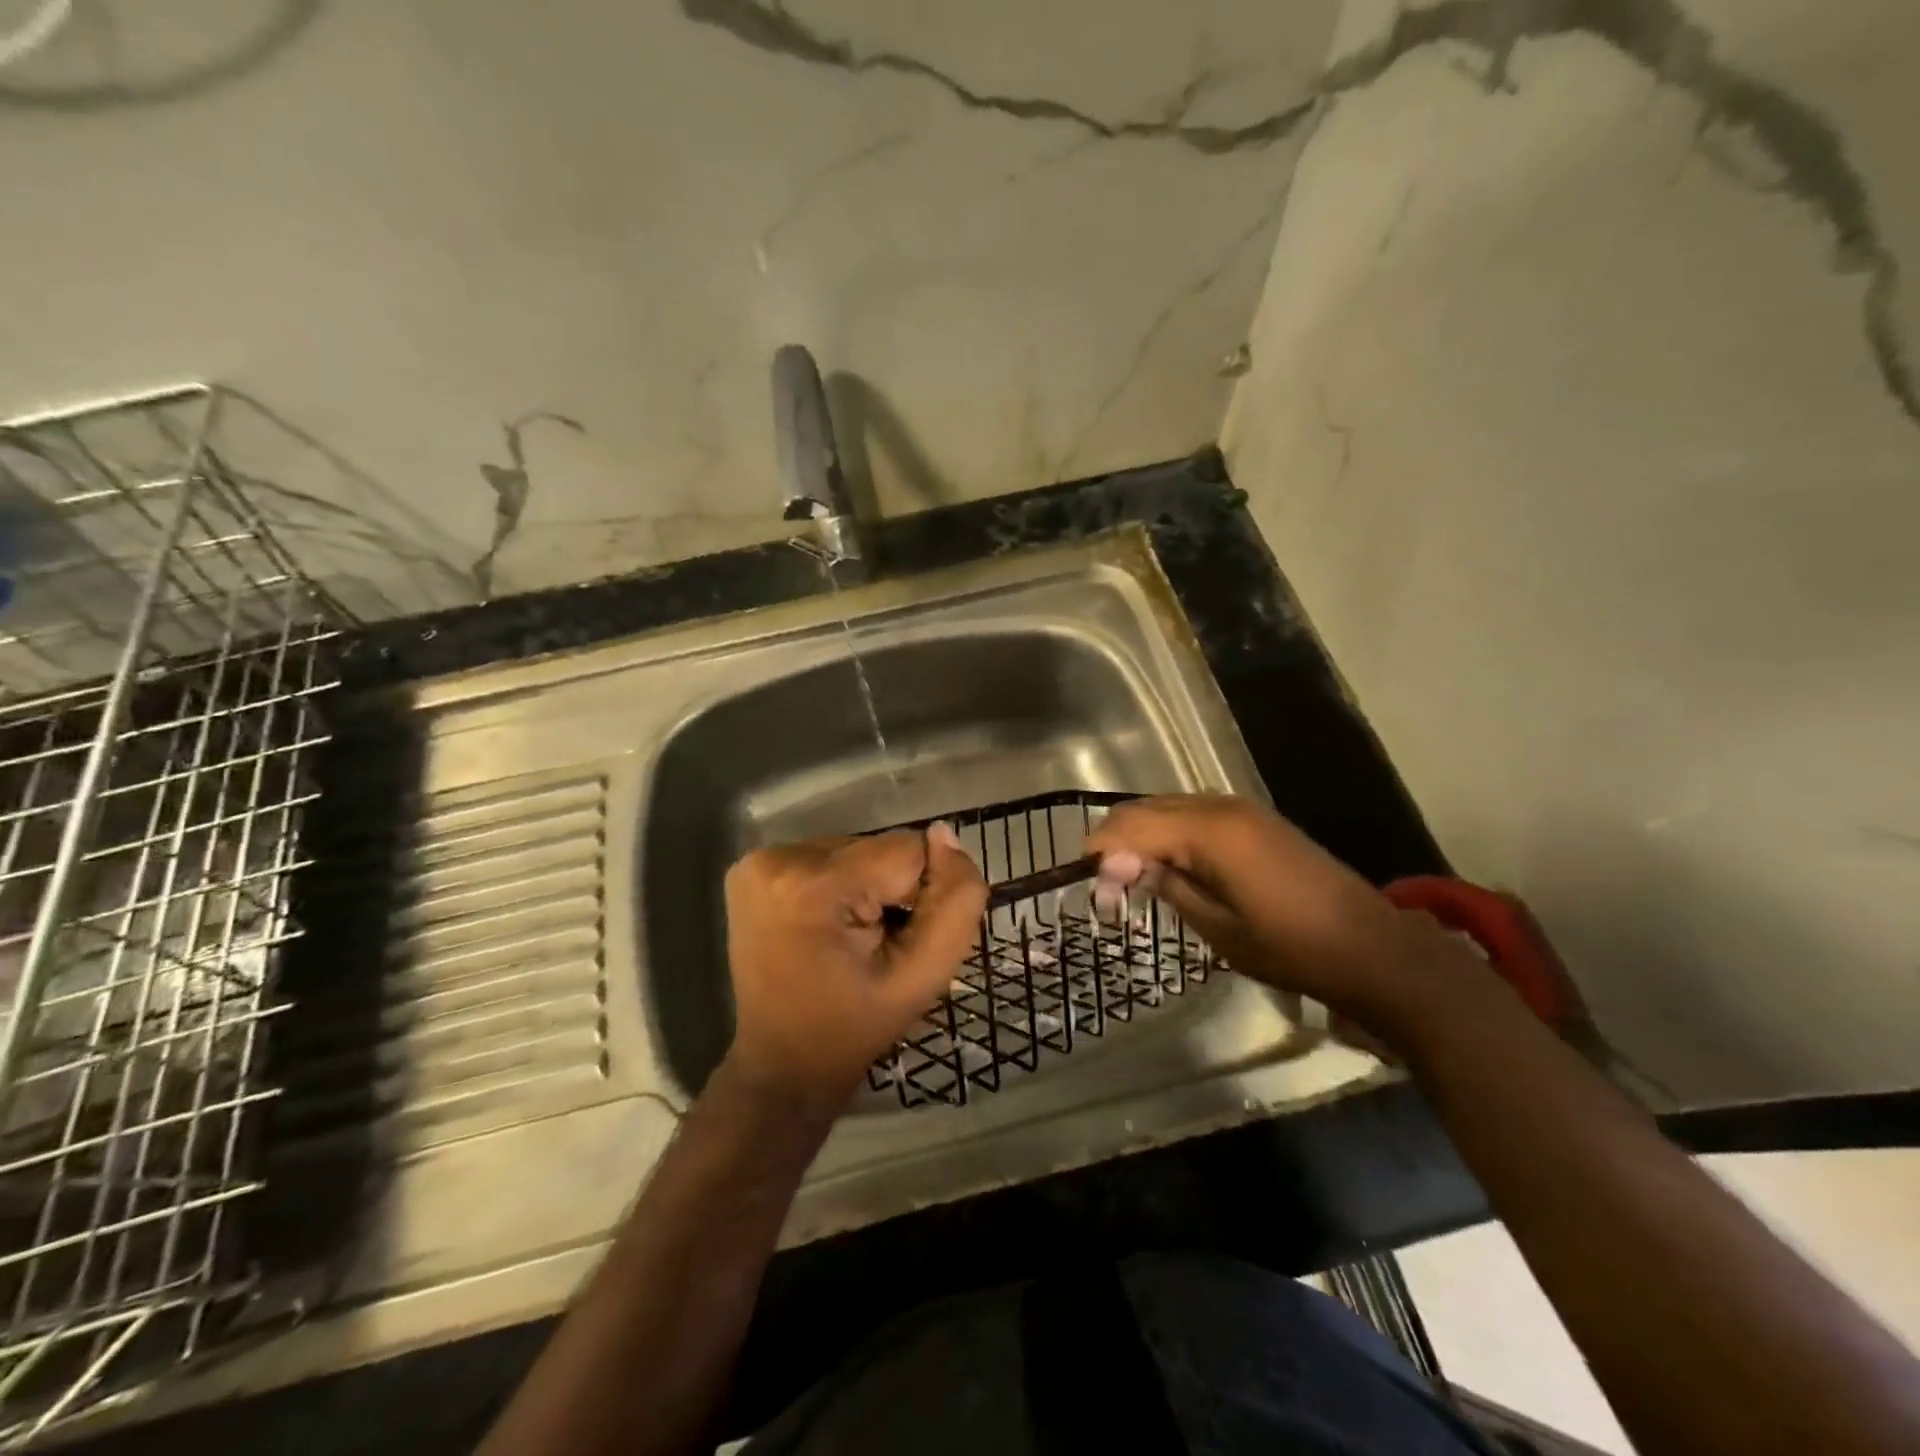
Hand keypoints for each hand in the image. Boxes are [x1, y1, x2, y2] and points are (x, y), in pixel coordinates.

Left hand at [723, 824, 987, 1110]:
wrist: (783, 1063)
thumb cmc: (854, 1027)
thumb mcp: (924, 976)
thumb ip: (955, 902)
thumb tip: (945, 833)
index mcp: (812, 887)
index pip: (907, 851)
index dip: (919, 896)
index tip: (897, 941)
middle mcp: (777, 859)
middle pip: (877, 847)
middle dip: (889, 890)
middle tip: (874, 944)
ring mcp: (758, 861)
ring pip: (854, 850)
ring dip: (865, 887)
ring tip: (850, 938)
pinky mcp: (751, 867)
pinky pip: (826, 858)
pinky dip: (839, 886)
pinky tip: (827, 924)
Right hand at [1086, 794, 1488, 1037]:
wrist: (1372, 948)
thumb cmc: (1291, 947)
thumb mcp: (1219, 929)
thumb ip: (1169, 888)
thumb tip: (1128, 868)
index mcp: (1209, 832)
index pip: (1131, 826)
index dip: (1102, 853)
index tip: (1090, 888)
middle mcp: (1220, 806)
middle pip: (1145, 808)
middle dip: (1116, 840)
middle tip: (1106, 886)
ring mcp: (1242, 809)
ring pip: (1168, 806)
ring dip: (1142, 834)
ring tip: (1132, 877)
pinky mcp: (1256, 819)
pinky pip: (1193, 813)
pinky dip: (1170, 831)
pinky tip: (1170, 864)